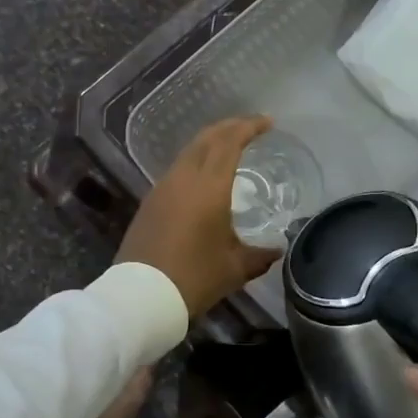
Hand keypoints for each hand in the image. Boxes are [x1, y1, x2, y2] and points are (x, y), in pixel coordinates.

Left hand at [118, 116, 280, 317]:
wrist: (140, 295)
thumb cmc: (194, 278)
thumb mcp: (234, 269)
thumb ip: (259, 255)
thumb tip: (277, 250)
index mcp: (209, 186)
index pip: (230, 142)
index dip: (249, 127)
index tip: (268, 122)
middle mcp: (184, 178)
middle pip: (207, 138)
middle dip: (229, 127)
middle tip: (250, 127)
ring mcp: (162, 187)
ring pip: (189, 151)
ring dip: (210, 142)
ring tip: (229, 147)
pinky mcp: (150, 202)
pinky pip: (177, 169)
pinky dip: (195, 160)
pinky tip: (203, 176)